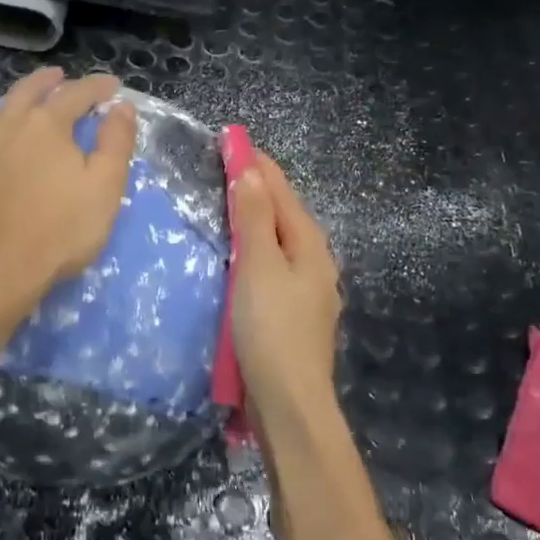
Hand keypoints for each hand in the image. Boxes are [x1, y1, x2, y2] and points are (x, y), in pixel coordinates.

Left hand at [0, 68, 136, 298]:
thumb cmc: (60, 231)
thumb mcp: (105, 187)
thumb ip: (116, 143)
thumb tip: (119, 107)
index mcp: (46, 127)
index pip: (76, 95)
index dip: (96, 87)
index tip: (111, 86)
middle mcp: (2, 128)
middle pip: (22, 93)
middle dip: (42, 82)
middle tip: (55, 77)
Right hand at [230, 152, 343, 434]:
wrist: (289, 402)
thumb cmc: (271, 329)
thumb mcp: (259, 266)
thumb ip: (256, 218)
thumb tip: (252, 170)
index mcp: (309, 245)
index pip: (281, 190)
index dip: (256, 163)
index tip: (231, 137)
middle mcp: (315, 261)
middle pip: (284, 212)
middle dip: (258, 185)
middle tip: (225, 163)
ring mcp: (307, 289)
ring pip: (279, 239)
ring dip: (257, 215)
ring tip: (229, 200)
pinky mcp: (293, 312)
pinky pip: (273, 263)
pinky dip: (255, 246)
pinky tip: (240, 253)